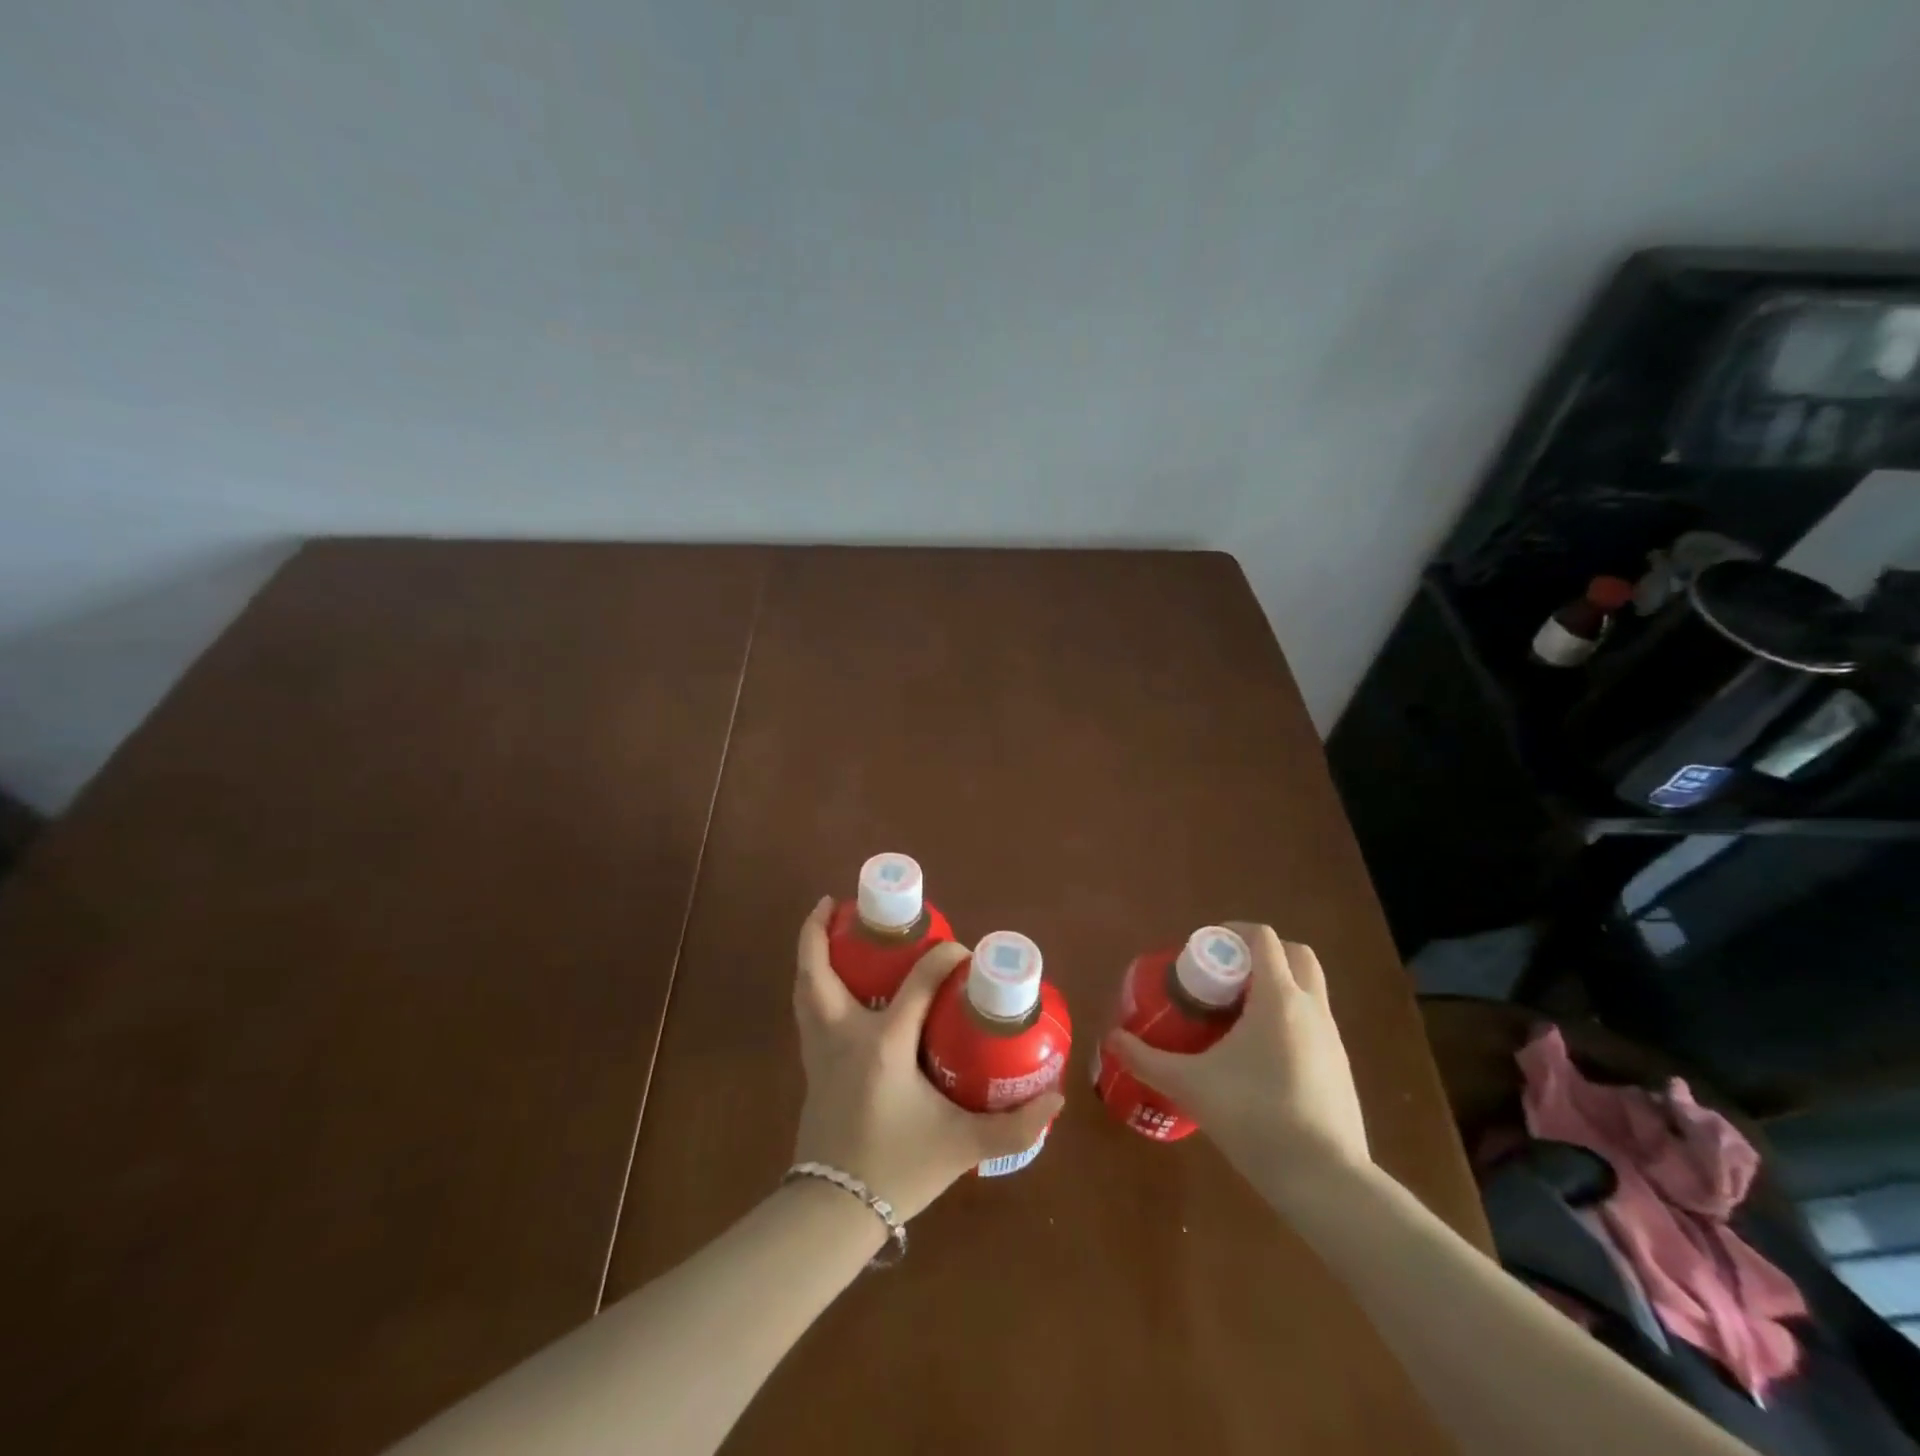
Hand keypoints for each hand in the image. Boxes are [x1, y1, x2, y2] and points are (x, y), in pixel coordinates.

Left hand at [791, 898, 1063, 1221]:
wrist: (833, 1213)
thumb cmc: (897, 1169)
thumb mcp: (962, 1147)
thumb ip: (1013, 1126)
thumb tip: (1056, 1101)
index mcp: (883, 1046)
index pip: (917, 983)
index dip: (943, 959)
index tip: (963, 952)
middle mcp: (844, 1036)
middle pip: (819, 970)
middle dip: (818, 931)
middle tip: (837, 903)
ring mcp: (819, 1051)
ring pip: (803, 989)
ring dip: (809, 954)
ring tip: (823, 930)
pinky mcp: (811, 1068)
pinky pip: (804, 1012)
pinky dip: (811, 987)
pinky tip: (829, 986)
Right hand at [1110, 924, 1369, 1175]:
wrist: (1326, 1181)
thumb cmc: (1255, 1117)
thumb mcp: (1190, 1086)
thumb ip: (1147, 1059)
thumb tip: (1112, 1039)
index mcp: (1278, 998)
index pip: (1264, 938)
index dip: (1233, 933)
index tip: (1204, 949)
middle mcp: (1311, 1008)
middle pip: (1295, 954)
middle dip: (1260, 954)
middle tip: (1224, 977)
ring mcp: (1333, 1039)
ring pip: (1308, 989)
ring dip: (1276, 987)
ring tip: (1236, 1017)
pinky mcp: (1341, 1068)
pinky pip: (1313, 1023)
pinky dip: (1288, 1020)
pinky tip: (1260, 1057)